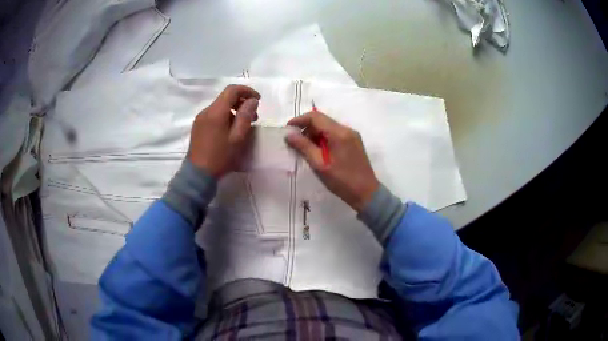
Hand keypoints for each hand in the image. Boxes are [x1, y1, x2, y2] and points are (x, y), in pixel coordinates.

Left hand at [188, 85, 259, 178]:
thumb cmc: (220, 157)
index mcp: (216, 111)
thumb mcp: (237, 137)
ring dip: (234, 110)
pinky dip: (225, 116)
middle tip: (254, 116)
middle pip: (225, 97)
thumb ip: (246, 116)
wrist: (197, 174)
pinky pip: (214, 115)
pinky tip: (230, 130)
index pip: (232, 90)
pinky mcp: (198, 127)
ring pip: (220, 106)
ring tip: (244, 125)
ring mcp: (200, 119)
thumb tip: (252, 100)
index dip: (247, 91)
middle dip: (242, 102)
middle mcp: (206, 111)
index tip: (258, 100)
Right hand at [285, 111, 378, 211]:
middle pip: (322, 120)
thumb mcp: (319, 165)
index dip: (299, 120)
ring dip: (314, 134)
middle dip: (306, 128)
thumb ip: (304, 147)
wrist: (366, 193)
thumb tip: (289, 135)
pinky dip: (323, 139)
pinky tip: (317, 151)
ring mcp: (352, 136)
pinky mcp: (354, 142)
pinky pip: (335, 134)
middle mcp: (347, 129)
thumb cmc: (342, 181)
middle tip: (294, 142)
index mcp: (339, 133)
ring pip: (328, 127)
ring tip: (304, 148)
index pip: (315, 117)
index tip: (287, 130)